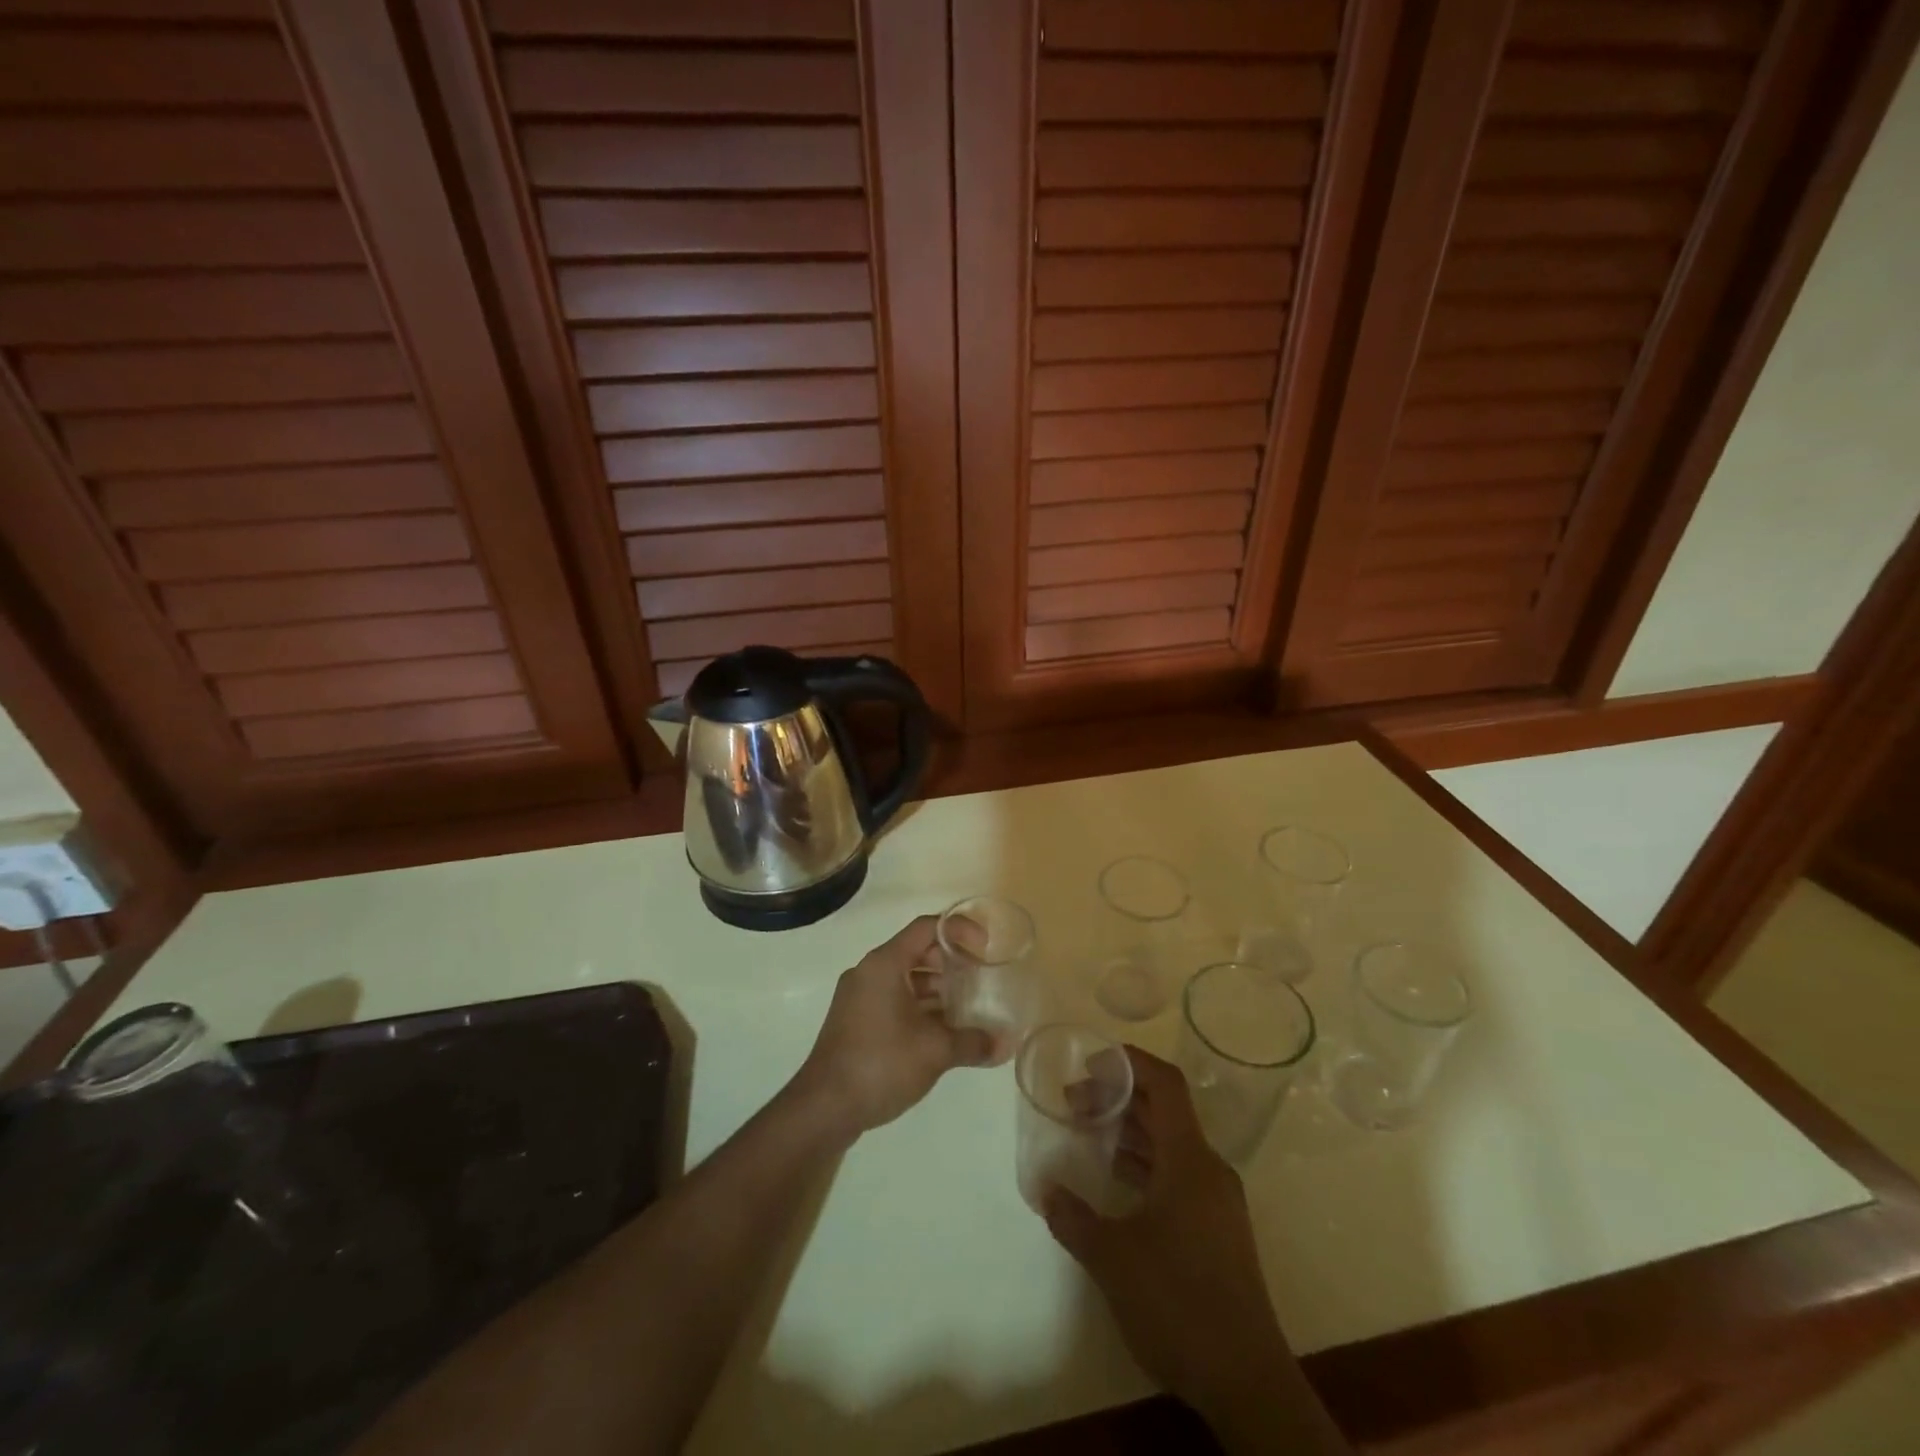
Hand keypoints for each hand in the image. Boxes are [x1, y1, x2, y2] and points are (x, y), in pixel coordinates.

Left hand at [790, 916, 996, 1137]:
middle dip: (951, 963)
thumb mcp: (934, 1051)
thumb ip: (973, 1042)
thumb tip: (1006, 1044)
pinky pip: (893, 999)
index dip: (960, 931)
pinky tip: (940, 1033)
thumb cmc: (880, 1064)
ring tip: (966, 1010)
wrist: (824, 1108)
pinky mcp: (855, 1021)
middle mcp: (869, 972)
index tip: (985, 948)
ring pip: (905, 978)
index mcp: (884, 964)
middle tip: (979, 980)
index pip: (927, 928)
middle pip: (916, 951)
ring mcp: (858, 997)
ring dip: (936, 989)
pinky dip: (919, 1006)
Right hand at [1042, 1048, 1294, 1424]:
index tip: (1091, 1061)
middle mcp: (1208, 1169)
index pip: (1165, 1084)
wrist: (1246, 1382)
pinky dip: (1145, 1163)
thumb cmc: (1179, 1303)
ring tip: (1087, 1132)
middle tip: (1074, 1101)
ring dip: (1130, 1132)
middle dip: (1119, 1097)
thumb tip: (1045, 1189)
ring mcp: (1217, 1201)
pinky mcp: (1217, 1230)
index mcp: (1189, 1159)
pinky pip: (1177, 1174)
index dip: (1130, 1062)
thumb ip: (1074, 1218)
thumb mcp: (1113, 1258)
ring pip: (1170, 1144)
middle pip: (1164, 1111)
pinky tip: (1116, 1181)